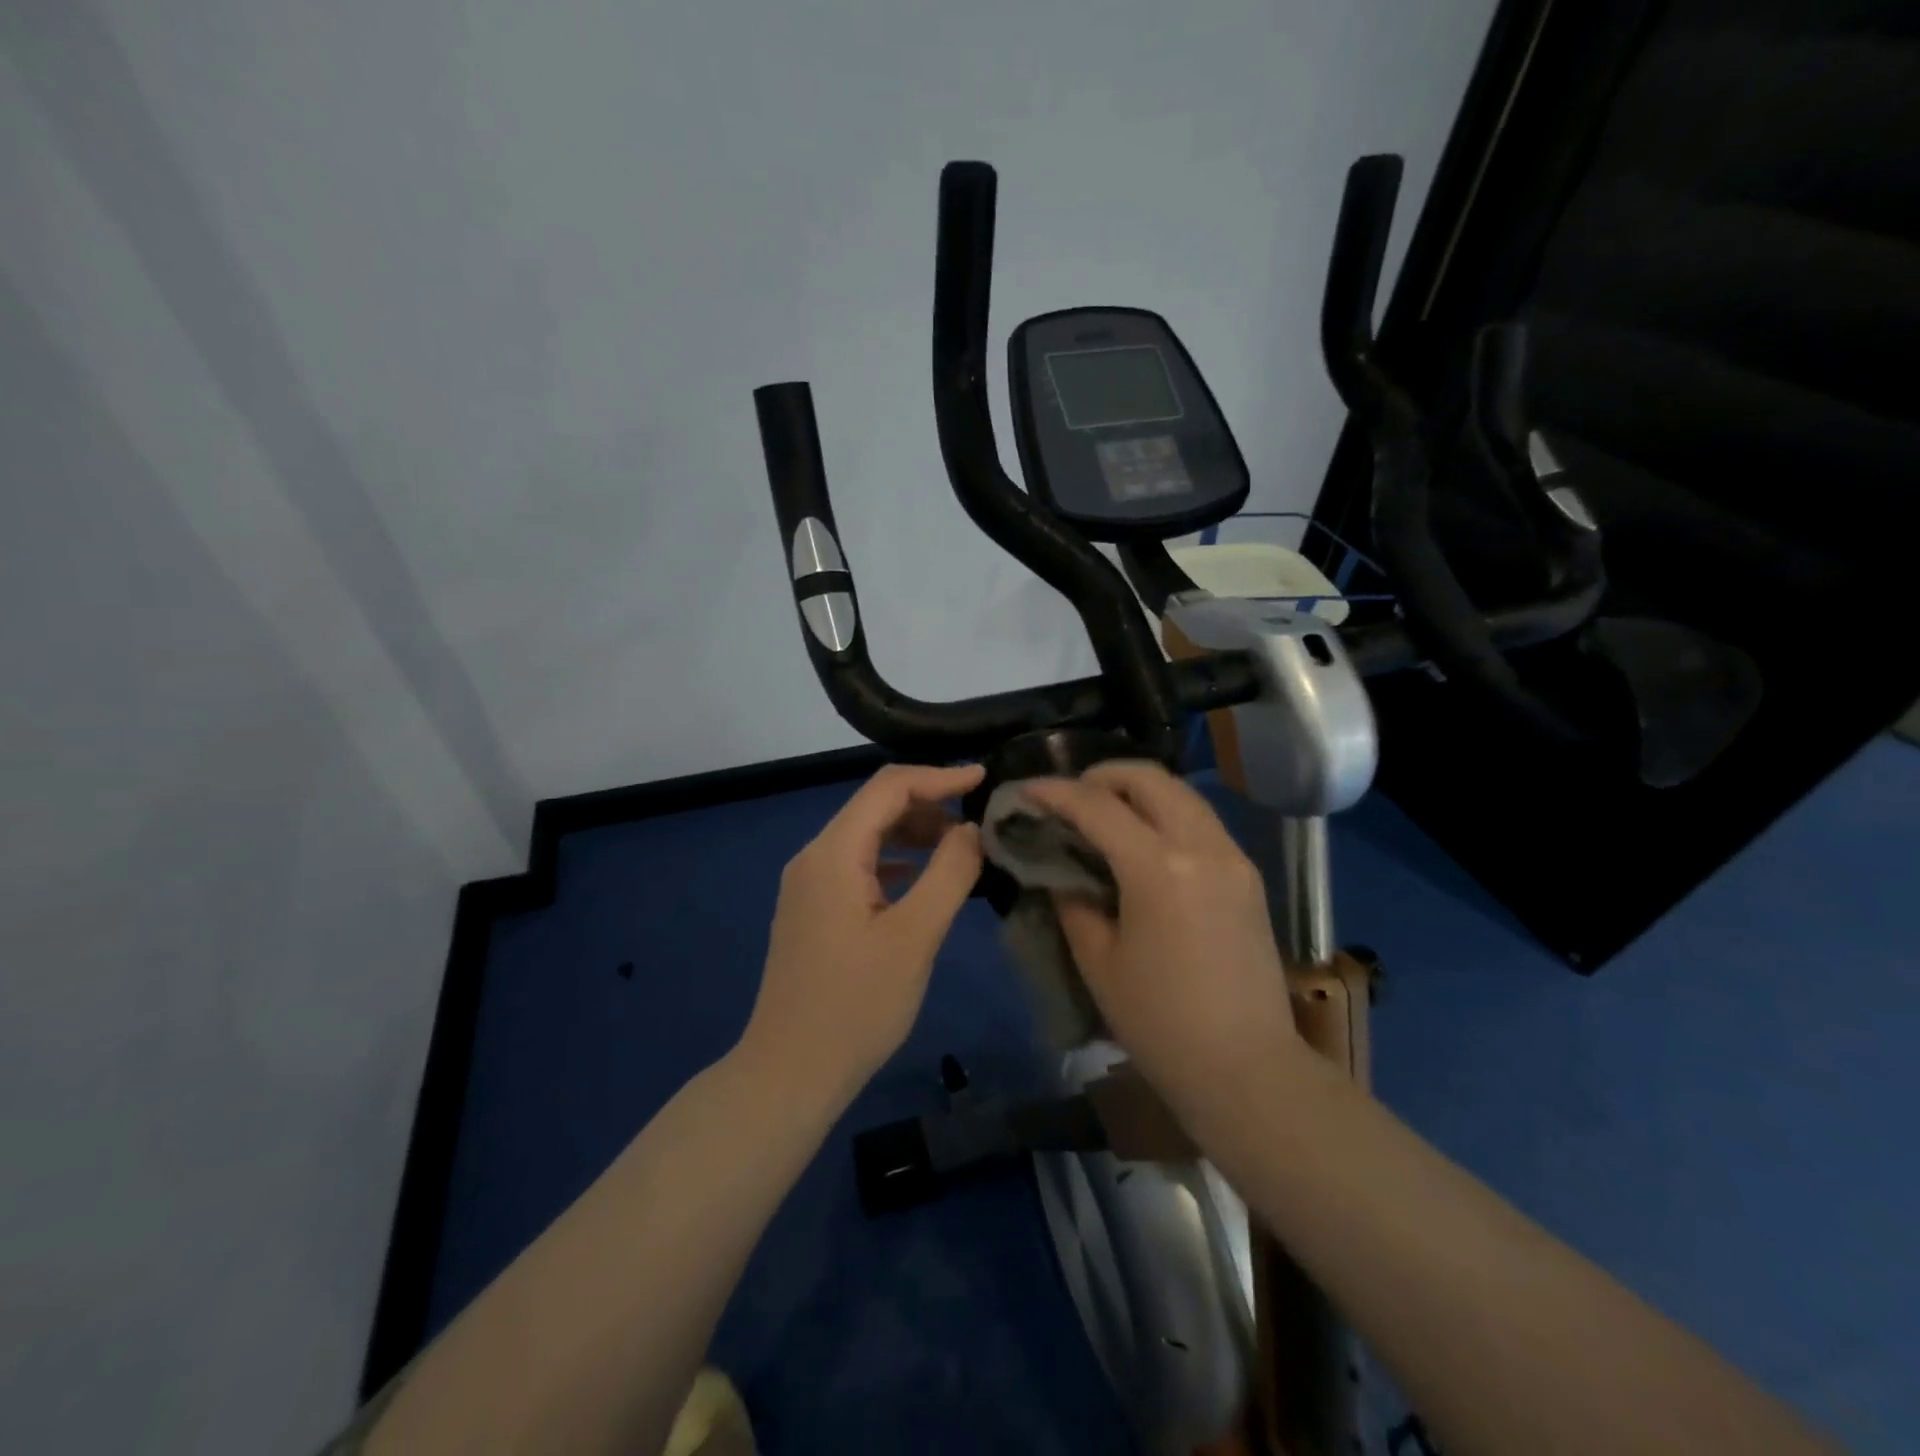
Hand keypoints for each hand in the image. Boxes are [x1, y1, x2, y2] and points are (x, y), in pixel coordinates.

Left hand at [740, 763, 984, 1107]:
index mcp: (833, 853)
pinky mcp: (812, 909)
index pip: (888, 787)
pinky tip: (922, 878)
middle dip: (927, 803)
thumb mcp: (915, 937)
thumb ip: (949, 873)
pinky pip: (858, 865)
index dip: (938, 776)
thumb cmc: (856, 1006)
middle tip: (977, 820)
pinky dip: (895, 861)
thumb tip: (970, 829)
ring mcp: (808, 884)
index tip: (983, 778)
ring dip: (912, 832)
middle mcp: (814, 857)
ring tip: (959, 847)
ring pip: (866, 836)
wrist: (790, 1072)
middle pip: (874, 806)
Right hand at [1023, 762, 1302, 1124]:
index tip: (1026, 790)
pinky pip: (1200, 821)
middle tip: (1069, 796)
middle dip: (1102, 775)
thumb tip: (1060, 869)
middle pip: (1149, 778)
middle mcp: (1202, 847)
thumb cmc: (1160, 1023)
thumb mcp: (1099, 961)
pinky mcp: (1247, 875)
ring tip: (1103, 812)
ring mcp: (1232, 857)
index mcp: (1159, 868)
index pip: (1098, 806)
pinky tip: (1142, 841)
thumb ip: (1073, 902)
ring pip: (1181, 794)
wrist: (1246, 1068)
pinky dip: (1165, 813)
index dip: (1056, 792)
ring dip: (1137, 790)